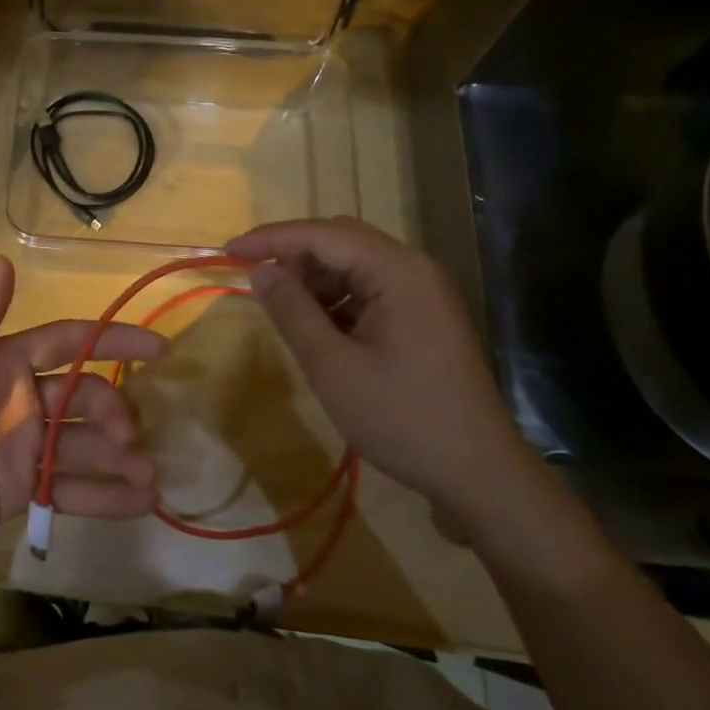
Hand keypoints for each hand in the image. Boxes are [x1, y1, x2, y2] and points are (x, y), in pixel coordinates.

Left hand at [0, 256, 162, 583]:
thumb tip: (5, 259)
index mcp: (3, 362)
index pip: (69, 343)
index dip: (112, 341)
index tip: (158, 348)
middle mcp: (21, 399)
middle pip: (85, 395)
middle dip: (114, 411)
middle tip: (132, 438)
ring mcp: (23, 447)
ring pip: (85, 443)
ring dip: (120, 456)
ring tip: (150, 477)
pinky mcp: (23, 491)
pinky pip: (72, 487)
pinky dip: (105, 495)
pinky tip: (139, 503)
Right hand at [225, 216, 538, 521]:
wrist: (480, 475)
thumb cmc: (402, 419)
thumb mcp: (333, 367)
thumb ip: (292, 311)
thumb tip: (261, 271)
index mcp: (398, 271)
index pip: (323, 234)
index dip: (271, 238)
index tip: (228, 251)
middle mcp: (414, 269)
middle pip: (341, 240)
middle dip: (294, 255)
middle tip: (256, 282)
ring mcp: (423, 292)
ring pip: (354, 264)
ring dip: (314, 278)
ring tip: (284, 310)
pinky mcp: (423, 316)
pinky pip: (369, 289)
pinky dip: (336, 298)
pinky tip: (318, 327)